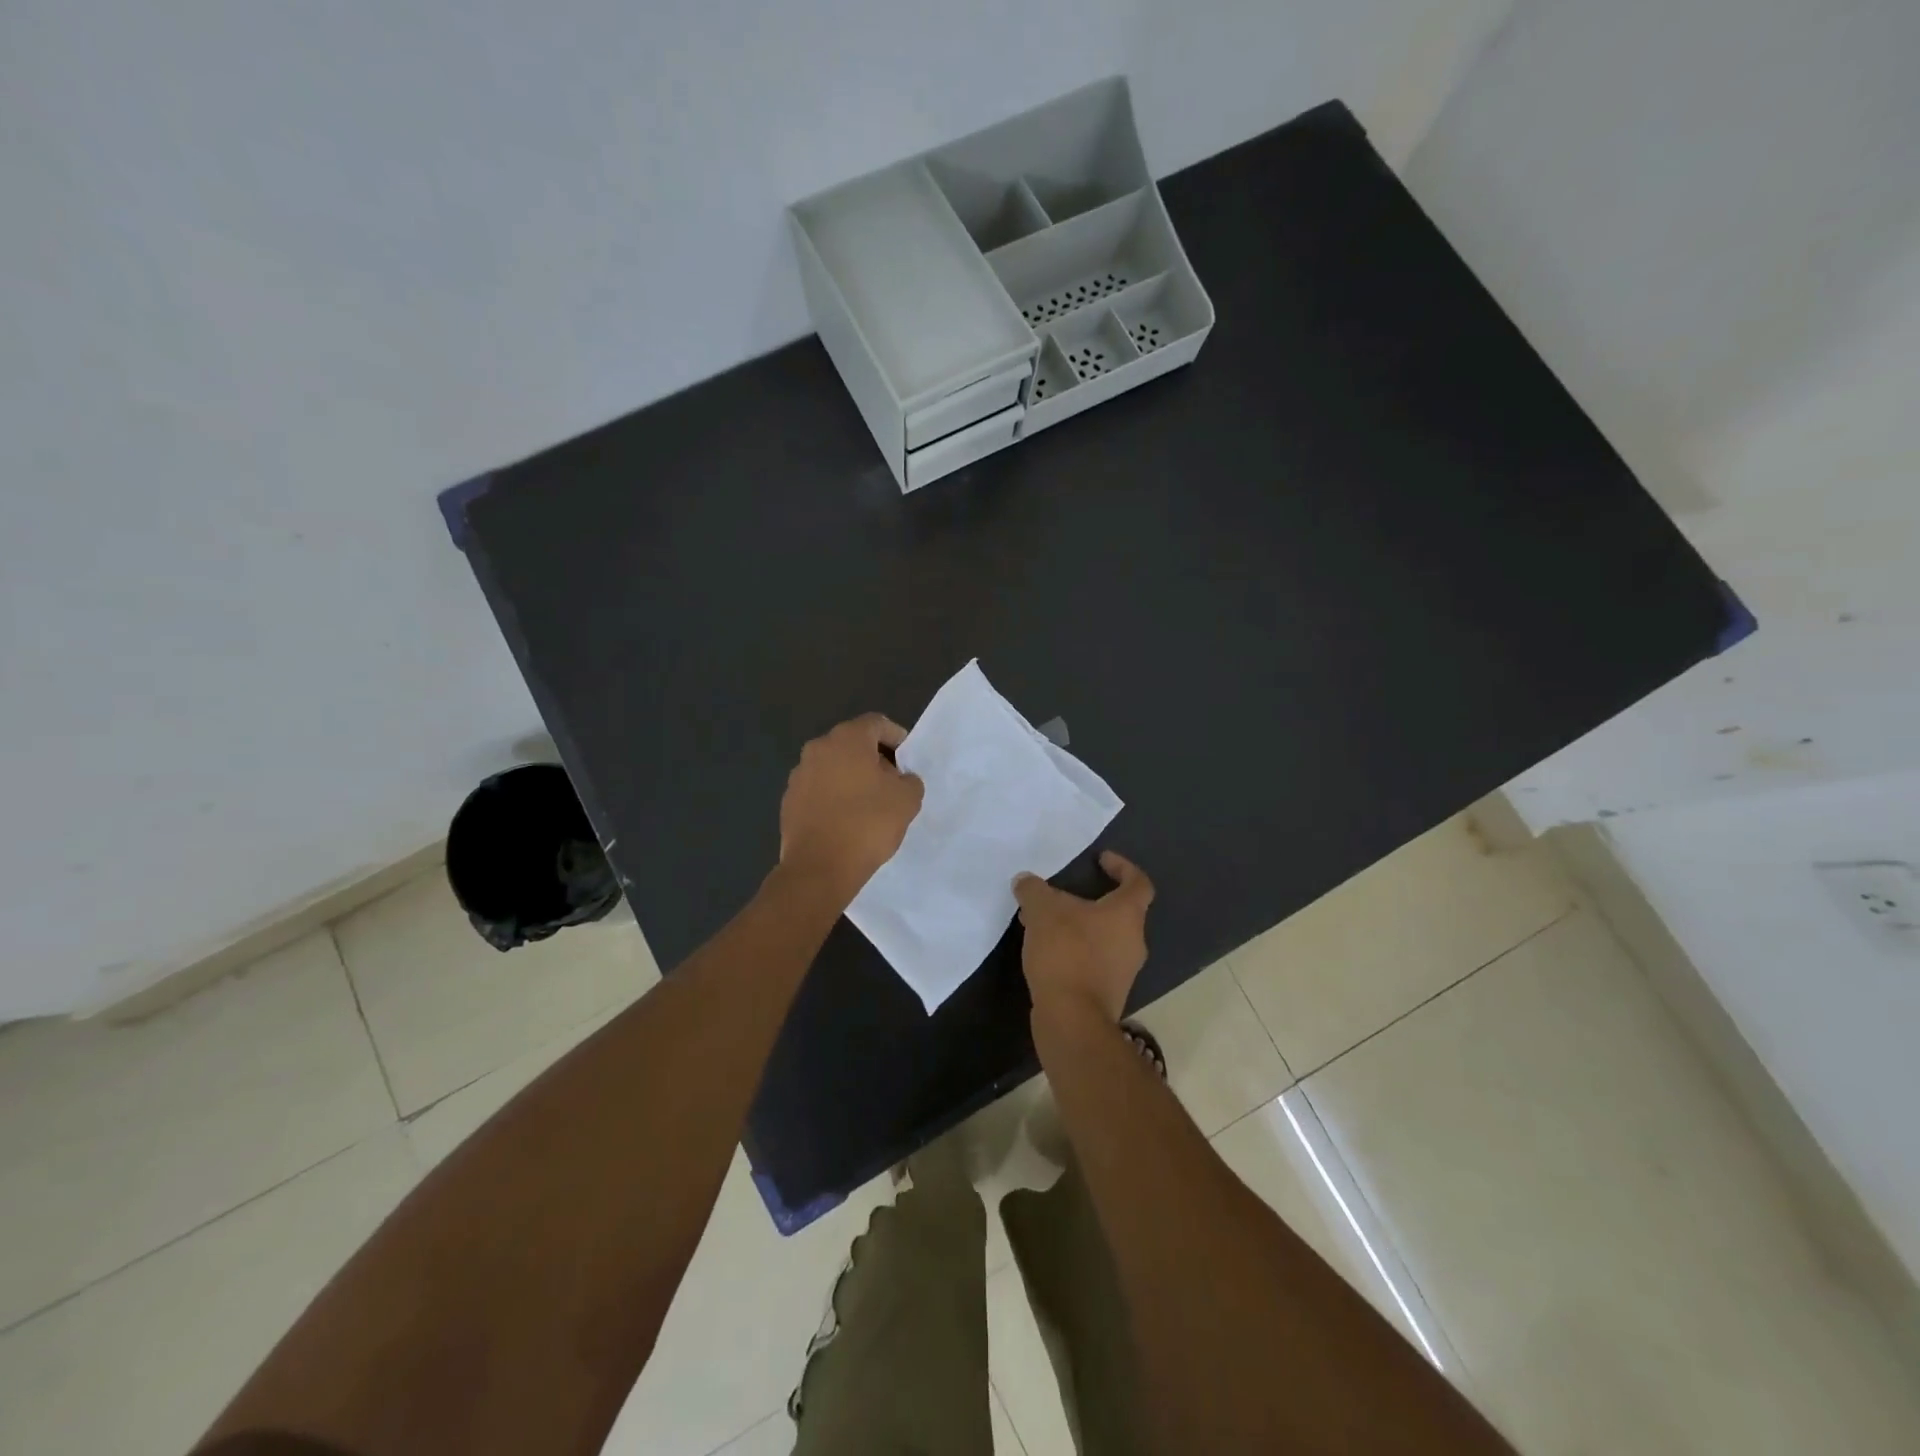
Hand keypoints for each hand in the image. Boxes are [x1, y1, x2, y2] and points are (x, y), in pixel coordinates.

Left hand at [779, 714, 924, 901]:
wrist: (819, 868)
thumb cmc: (867, 824)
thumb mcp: (907, 800)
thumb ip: (909, 780)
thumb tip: (900, 779)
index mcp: (847, 739)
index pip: (876, 723)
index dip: (896, 737)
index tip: (907, 760)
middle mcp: (818, 749)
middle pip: (853, 744)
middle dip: (874, 759)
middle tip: (892, 784)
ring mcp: (799, 775)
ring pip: (833, 767)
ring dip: (852, 778)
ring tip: (869, 805)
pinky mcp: (789, 801)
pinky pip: (818, 790)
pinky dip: (834, 797)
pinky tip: (846, 821)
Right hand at [1013, 851, 1154, 1023]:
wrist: (1072, 1018)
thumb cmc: (1066, 953)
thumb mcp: (1042, 910)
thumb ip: (1034, 890)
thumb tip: (1026, 881)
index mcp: (1127, 914)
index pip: (1138, 882)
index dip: (1123, 867)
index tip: (1101, 860)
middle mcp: (1133, 941)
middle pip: (1117, 912)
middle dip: (1088, 901)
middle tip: (1058, 896)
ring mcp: (1123, 971)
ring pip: (1102, 938)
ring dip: (1077, 928)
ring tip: (1043, 924)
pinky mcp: (1108, 994)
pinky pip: (1093, 961)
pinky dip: (1074, 952)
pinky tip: (1046, 952)